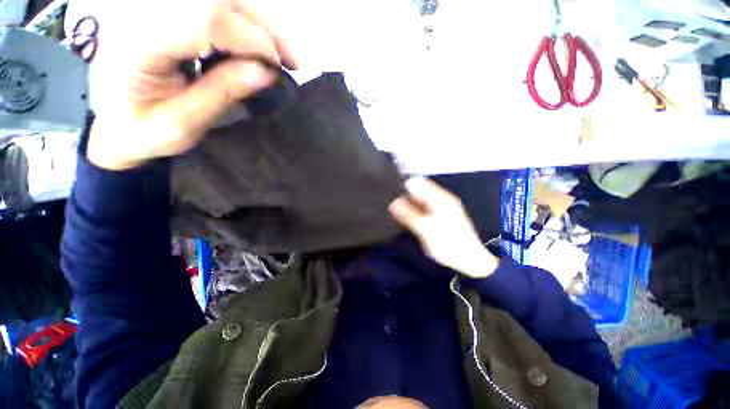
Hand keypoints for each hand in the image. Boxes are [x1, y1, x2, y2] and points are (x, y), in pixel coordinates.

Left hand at [86, 0, 297, 169]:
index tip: (281, 67)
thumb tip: (267, 72)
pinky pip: (213, 11)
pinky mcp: (167, 15)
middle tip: (293, 58)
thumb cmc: (143, 132)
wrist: (115, 124)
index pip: (205, 19)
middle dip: (264, 26)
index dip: (251, 38)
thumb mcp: (183, 124)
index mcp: (141, 44)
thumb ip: (222, 93)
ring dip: (259, 24)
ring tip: (283, 54)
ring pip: (219, 0)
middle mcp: (145, 14)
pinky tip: (260, 46)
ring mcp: (155, 10)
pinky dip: (245, 25)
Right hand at [389, 177, 498, 278]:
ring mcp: (441, 208)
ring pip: (419, 201)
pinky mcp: (439, 216)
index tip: (391, 196)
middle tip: (392, 208)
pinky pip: (423, 209)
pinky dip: (415, 213)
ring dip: (409, 206)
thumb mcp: (425, 230)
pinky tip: (407, 220)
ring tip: (396, 215)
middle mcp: (440, 200)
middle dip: (404, 198)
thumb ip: (409, 215)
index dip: (403, 187)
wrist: (470, 260)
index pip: (417, 183)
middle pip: (418, 191)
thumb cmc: (449, 244)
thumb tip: (393, 203)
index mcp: (439, 199)